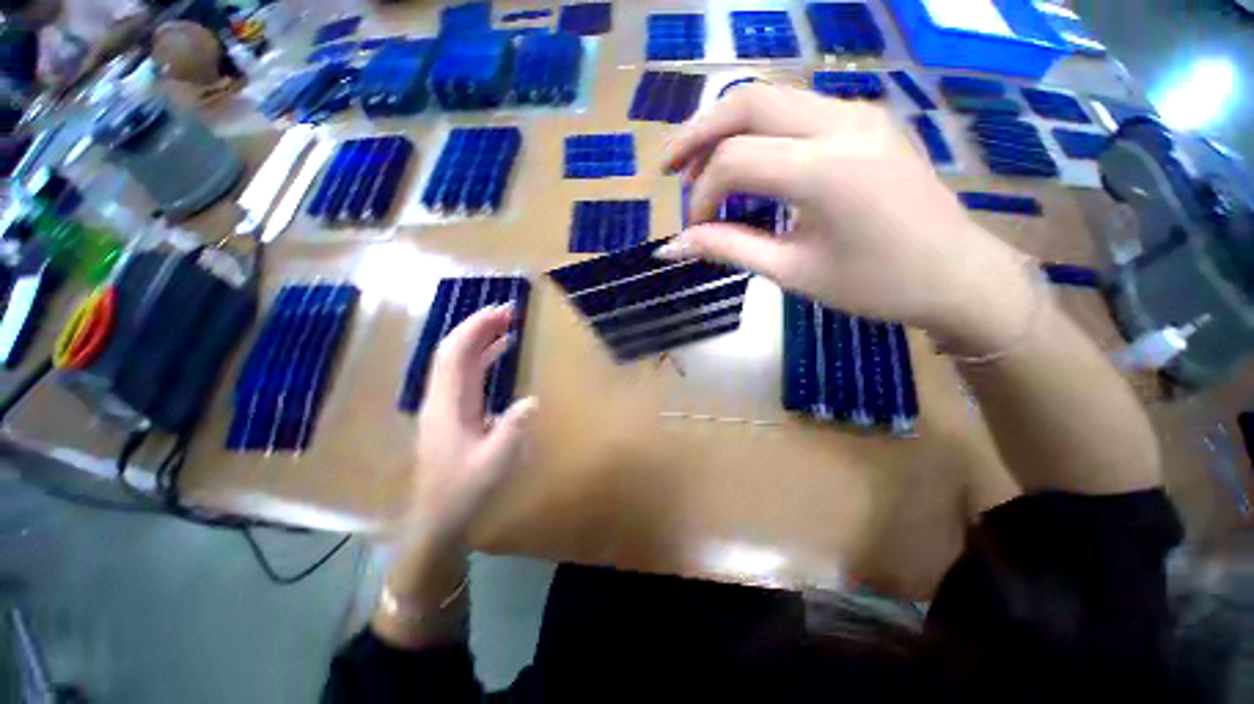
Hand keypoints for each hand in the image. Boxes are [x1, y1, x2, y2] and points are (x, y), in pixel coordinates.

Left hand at [411, 305, 537, 543]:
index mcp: (446, 405)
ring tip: (507, 325)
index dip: (475, 328)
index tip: (500, 312)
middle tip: (509, 312)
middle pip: (455, 351)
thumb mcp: (494, 463)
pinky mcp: (455, 413)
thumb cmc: (463, 492)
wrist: (438, 520)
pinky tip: (501, 354)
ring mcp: (446, 406)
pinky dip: (484, 359)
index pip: (455, 354)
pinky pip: (468, 376)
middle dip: (479, 327)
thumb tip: (532, 400)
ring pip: (461, 362)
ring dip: (482, 340)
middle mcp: (442, 399)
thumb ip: (513, 430)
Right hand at [660, 83, 1027, 342]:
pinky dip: (758, 132)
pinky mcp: (865, 120)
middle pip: (749, 101)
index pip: (736, 161)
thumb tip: (674, 246)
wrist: (956, 274)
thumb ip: (729, 249)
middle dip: (698, 132)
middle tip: (669, 166)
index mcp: (828, 169)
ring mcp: (859, 114)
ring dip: (726, 128)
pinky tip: (747, 163)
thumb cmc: (874, 285)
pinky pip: (796, 111)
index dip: (702, 195)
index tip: (696, 230)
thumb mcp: (791, 272)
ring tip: (699, 167)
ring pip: (772, 97)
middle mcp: (844, 124)